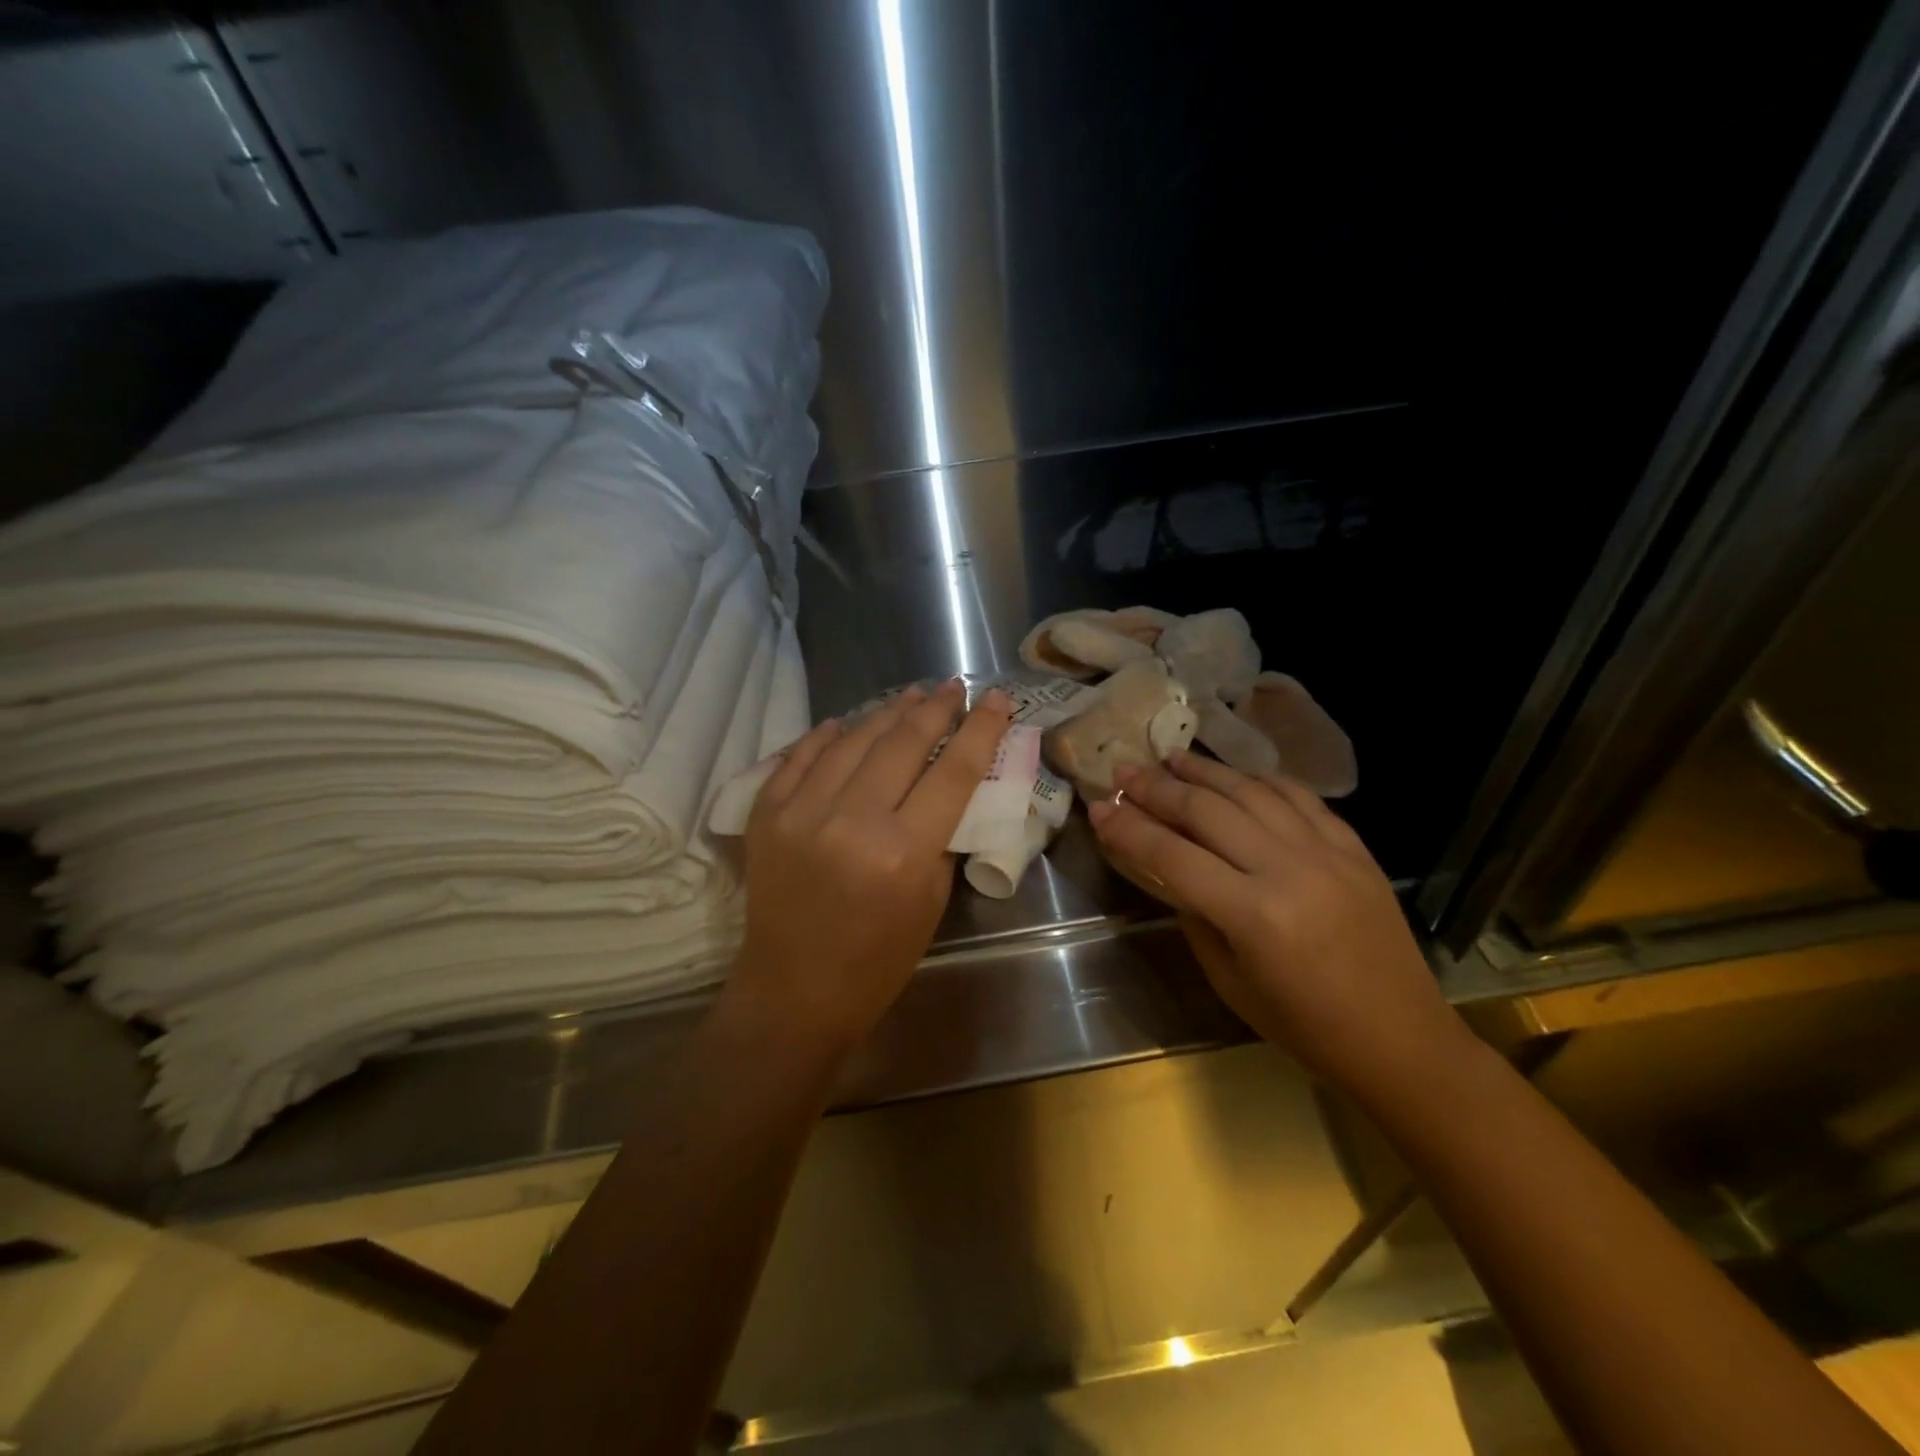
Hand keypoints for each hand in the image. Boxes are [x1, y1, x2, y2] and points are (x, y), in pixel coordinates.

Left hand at [730, 680, 1011, 1050]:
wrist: (794, 993)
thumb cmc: (878, 960)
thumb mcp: (931, 900)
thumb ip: (942, 834)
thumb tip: (949, 782)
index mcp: (903, 852)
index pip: (954, 770)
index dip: (980, 729)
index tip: (996, 699)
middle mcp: (852, 821)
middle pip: (903, 742)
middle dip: (935, 708)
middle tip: (953, 687)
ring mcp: (801, 812)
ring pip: (853, 738)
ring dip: (887, 711)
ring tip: (912, 695)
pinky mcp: (767, 813)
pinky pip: (802, 755)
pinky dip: (828, 735)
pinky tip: (848, 722)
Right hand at [1089, 751, 1470, 1098]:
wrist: (1401, 1039)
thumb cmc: (1304, 1026)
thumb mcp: (1229, 980)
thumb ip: (1195, 915)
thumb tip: (1168, 865)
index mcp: (1253, 916)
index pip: (1172, 855)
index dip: (1128, 828)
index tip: (1098, 807)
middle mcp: (1288, 870)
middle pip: (1207, 811)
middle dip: (1157, 788)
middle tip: (1124, 770)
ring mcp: (1327, 853)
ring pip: (1253, 792)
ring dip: (1206, 771)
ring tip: (1171, 757)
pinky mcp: (1354, 848)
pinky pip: (1300, 797)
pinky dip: (1261, 780)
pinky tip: (1236, 775)